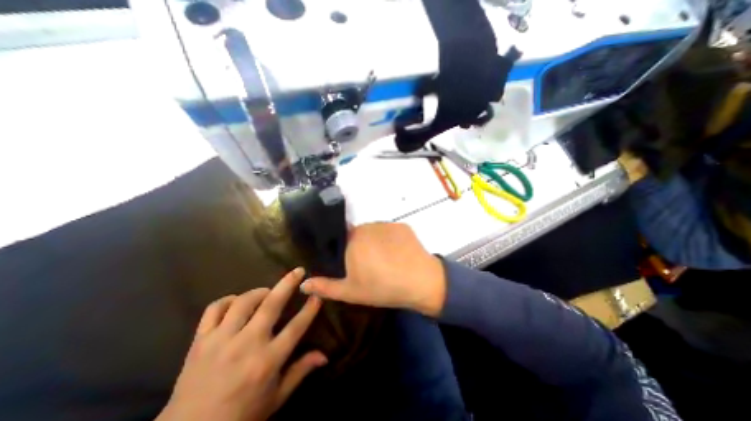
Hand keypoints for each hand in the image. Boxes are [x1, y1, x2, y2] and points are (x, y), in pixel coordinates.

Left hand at [155, 267, 326, 419]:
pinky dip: (228, 300)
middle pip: (271, 305)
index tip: (318, 294)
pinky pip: (214, 309)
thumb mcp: (276, 398)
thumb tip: (325, 356)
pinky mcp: (200, 341)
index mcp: (267, 361)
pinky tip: (236, 303)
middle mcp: (246, 345)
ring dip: (259, 292)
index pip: (296, 327)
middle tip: (298, 271)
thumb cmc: (241, 416)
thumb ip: (300, 372)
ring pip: (243, 302)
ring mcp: (221, 341)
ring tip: (266, 293)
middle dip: (288, 284)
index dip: (310, 308)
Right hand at [298, 224, 444, 314]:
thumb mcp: (351, 292)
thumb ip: (325, 286)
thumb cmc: (383, 287)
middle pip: (359, 234)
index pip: (343, 240)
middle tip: (371, 264)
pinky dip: (391, 240)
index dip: (346, 252)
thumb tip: (303, 283)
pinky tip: (398, 253)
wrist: (420, 281)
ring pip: (375, 232)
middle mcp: (368, 226)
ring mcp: (387, 224)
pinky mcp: (402, 225)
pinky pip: (390, 231)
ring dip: (376, 242)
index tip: (353, 264)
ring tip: (386, 259)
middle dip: (361, 247)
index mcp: (352, 240)